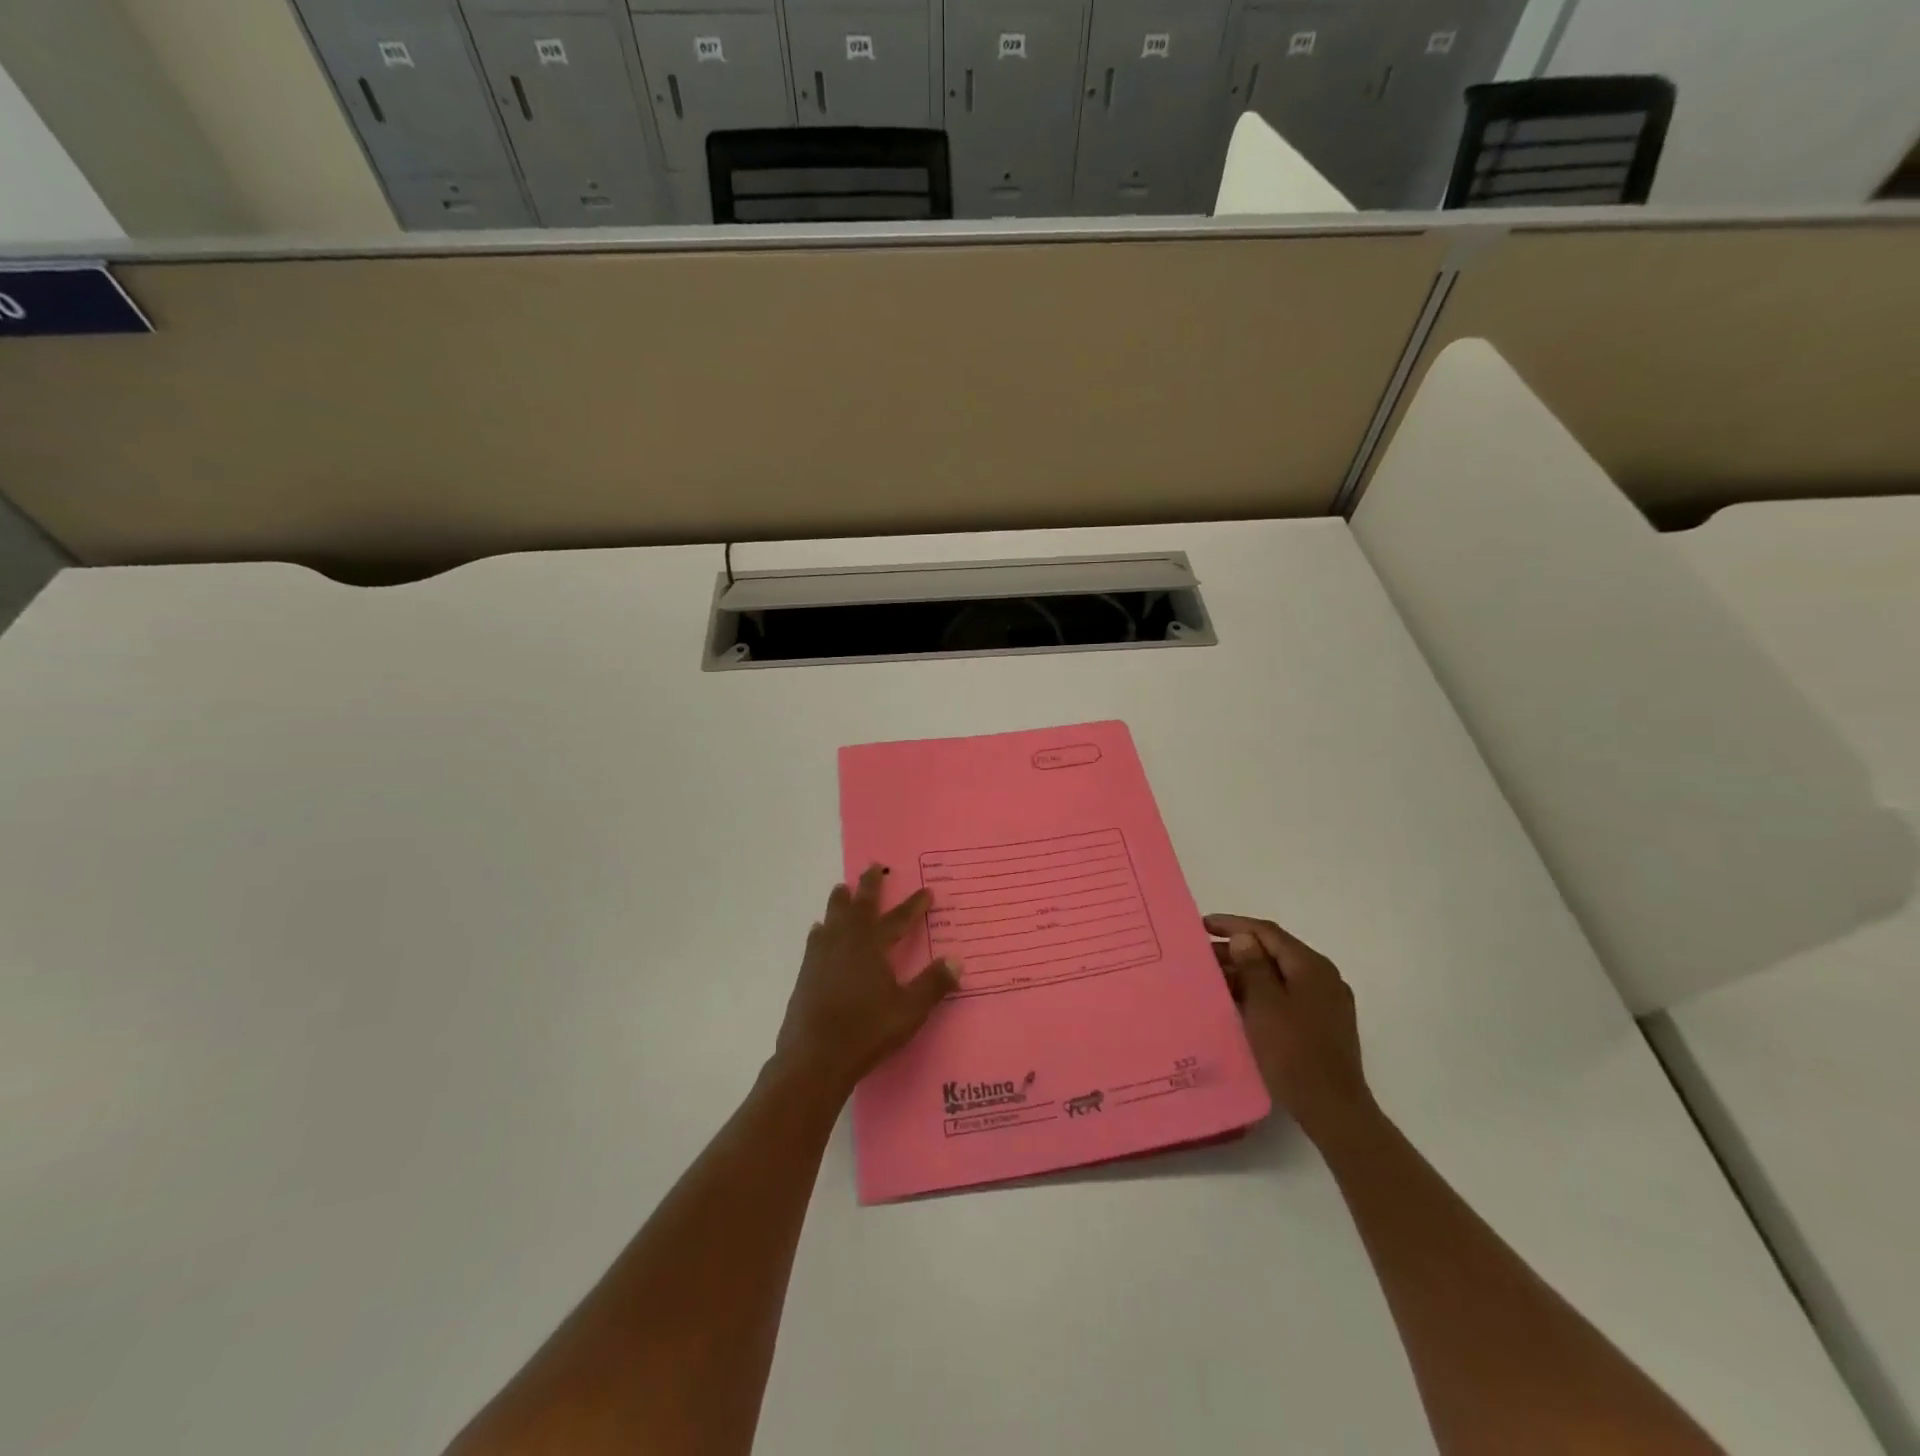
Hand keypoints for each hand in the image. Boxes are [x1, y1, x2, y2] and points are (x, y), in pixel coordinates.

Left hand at [773, 865, 958, 1100]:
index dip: (914, 905)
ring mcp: (822, 956)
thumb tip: (957, 960)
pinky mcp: (806, 973)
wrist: (815, 1058)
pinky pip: (816, 939)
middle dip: (869, 886)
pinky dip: (822, 928)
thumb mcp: (909, 1011)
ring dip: (840, 901)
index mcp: (872, 947)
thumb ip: (933, 984)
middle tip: (873, 866)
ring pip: (832, 918)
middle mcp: (846, 942)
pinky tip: (819, 930)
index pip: (898, 919)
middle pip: (859, 906)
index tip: (927, 891)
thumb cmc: (866, 1031)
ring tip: (842, 889)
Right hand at [1205, 914, 1372, 1142]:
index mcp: (1312, 967)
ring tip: (1213, 978)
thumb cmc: (1294, 1053)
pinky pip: (1286, 996)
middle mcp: (1323, 978)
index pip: (1268, 933)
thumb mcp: (1265, 1005)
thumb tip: (1244, 938)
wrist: (1333, 1110)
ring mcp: (1325, 1003)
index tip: (1203, 925)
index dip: (1234, 925)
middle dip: (1237, 951)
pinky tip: (1237, 1002)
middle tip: (1201, 955)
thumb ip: (1253, 966)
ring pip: (1279, 976)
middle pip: (1274, 953)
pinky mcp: (1322, 1024)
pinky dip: (1260, 993)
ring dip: (1247, 973)